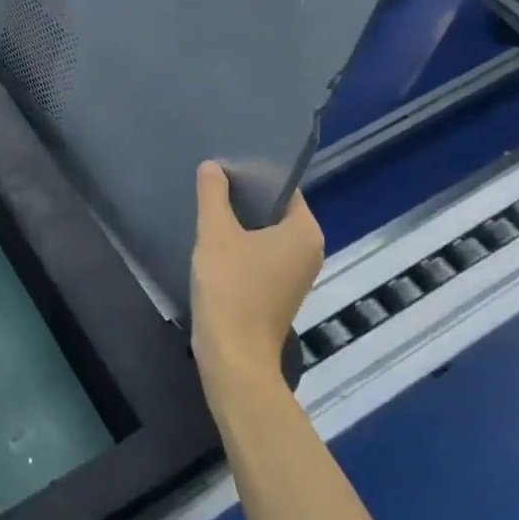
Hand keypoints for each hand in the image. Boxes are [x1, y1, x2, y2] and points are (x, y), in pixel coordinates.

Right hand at [190, 162, 324, 385]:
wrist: (234, 356)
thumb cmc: (230, 289)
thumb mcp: (216, 234)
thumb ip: (213, 195)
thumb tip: (212, 166)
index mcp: (305, 231)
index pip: (283, 187)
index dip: (253, 172)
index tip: (224, 163)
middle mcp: (309, 249)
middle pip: (275, 209)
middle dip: (244, 196)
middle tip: (211, 180)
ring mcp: (296, 273)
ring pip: (266, 233)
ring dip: (240, 221)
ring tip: (209, 205)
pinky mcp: (279, 291)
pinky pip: (262, 254)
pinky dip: (242, 244)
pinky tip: (214, 239)